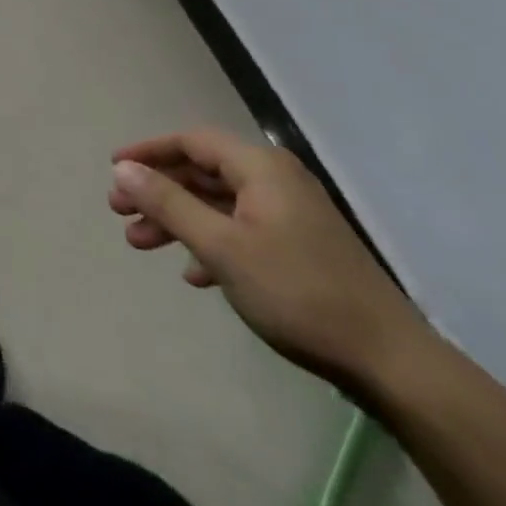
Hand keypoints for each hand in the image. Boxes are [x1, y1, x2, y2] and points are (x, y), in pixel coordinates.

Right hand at [110, 127, 427, 389]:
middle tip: (119, 211)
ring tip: (141, 242)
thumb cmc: (298, 292)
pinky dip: (211, 243)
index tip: (114, 168)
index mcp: (260, 167)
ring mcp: (291, 214)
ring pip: (219, 204)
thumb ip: (169, 203)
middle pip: (202, 172)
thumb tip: (122, 168)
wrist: (392, 364)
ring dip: (178, 220)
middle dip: (158, 191)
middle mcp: (275, 179)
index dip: (149, 152)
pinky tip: (193, 273)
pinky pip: (241, 230)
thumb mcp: (222, 247)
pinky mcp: (301, 248)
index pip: (192, 141)